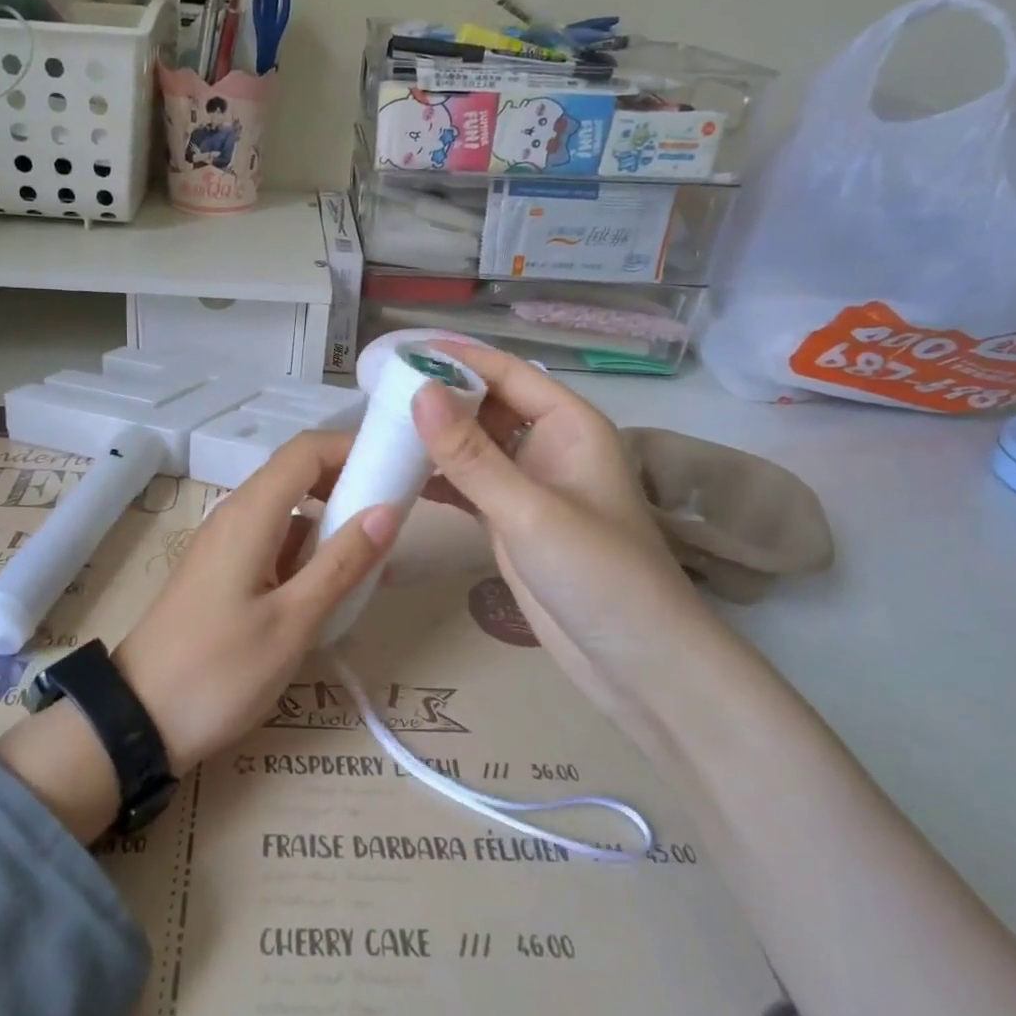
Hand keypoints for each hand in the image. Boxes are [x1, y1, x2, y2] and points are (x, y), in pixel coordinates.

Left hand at [112, 431, 396, 770]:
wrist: (138, 720)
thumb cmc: (218, 672)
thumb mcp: (292, 623)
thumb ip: (341, 563)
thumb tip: (388, 510)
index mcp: (251, 514)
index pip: (306, 450)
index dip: (353, 446)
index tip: (398, 465)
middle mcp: (236, 515)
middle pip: (298, 473)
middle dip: (350, 481)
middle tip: (399, 509)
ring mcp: (227, 543)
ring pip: (289, 509)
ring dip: (333, 519)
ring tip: (380, 553)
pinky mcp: (225, 569)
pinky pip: (276, 540)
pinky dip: (311, 549)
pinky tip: (339, 584)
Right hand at [413, 342, 717, 723]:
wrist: (638, 664)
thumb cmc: (599, 575)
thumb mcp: (529, 510)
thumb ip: (471, 454)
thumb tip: (418, 392)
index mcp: (569, 425)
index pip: (508, 373)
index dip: (458, 358)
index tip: (400, 351)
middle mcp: (549, 447)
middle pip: (488, 406)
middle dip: (440, 397)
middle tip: (377, 393)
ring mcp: (529, 487)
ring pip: (475, 447)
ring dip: (435, 440)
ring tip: (378, 430)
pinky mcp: (512, 522)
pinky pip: (469, 486)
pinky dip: (438, 480)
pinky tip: (399, 477)